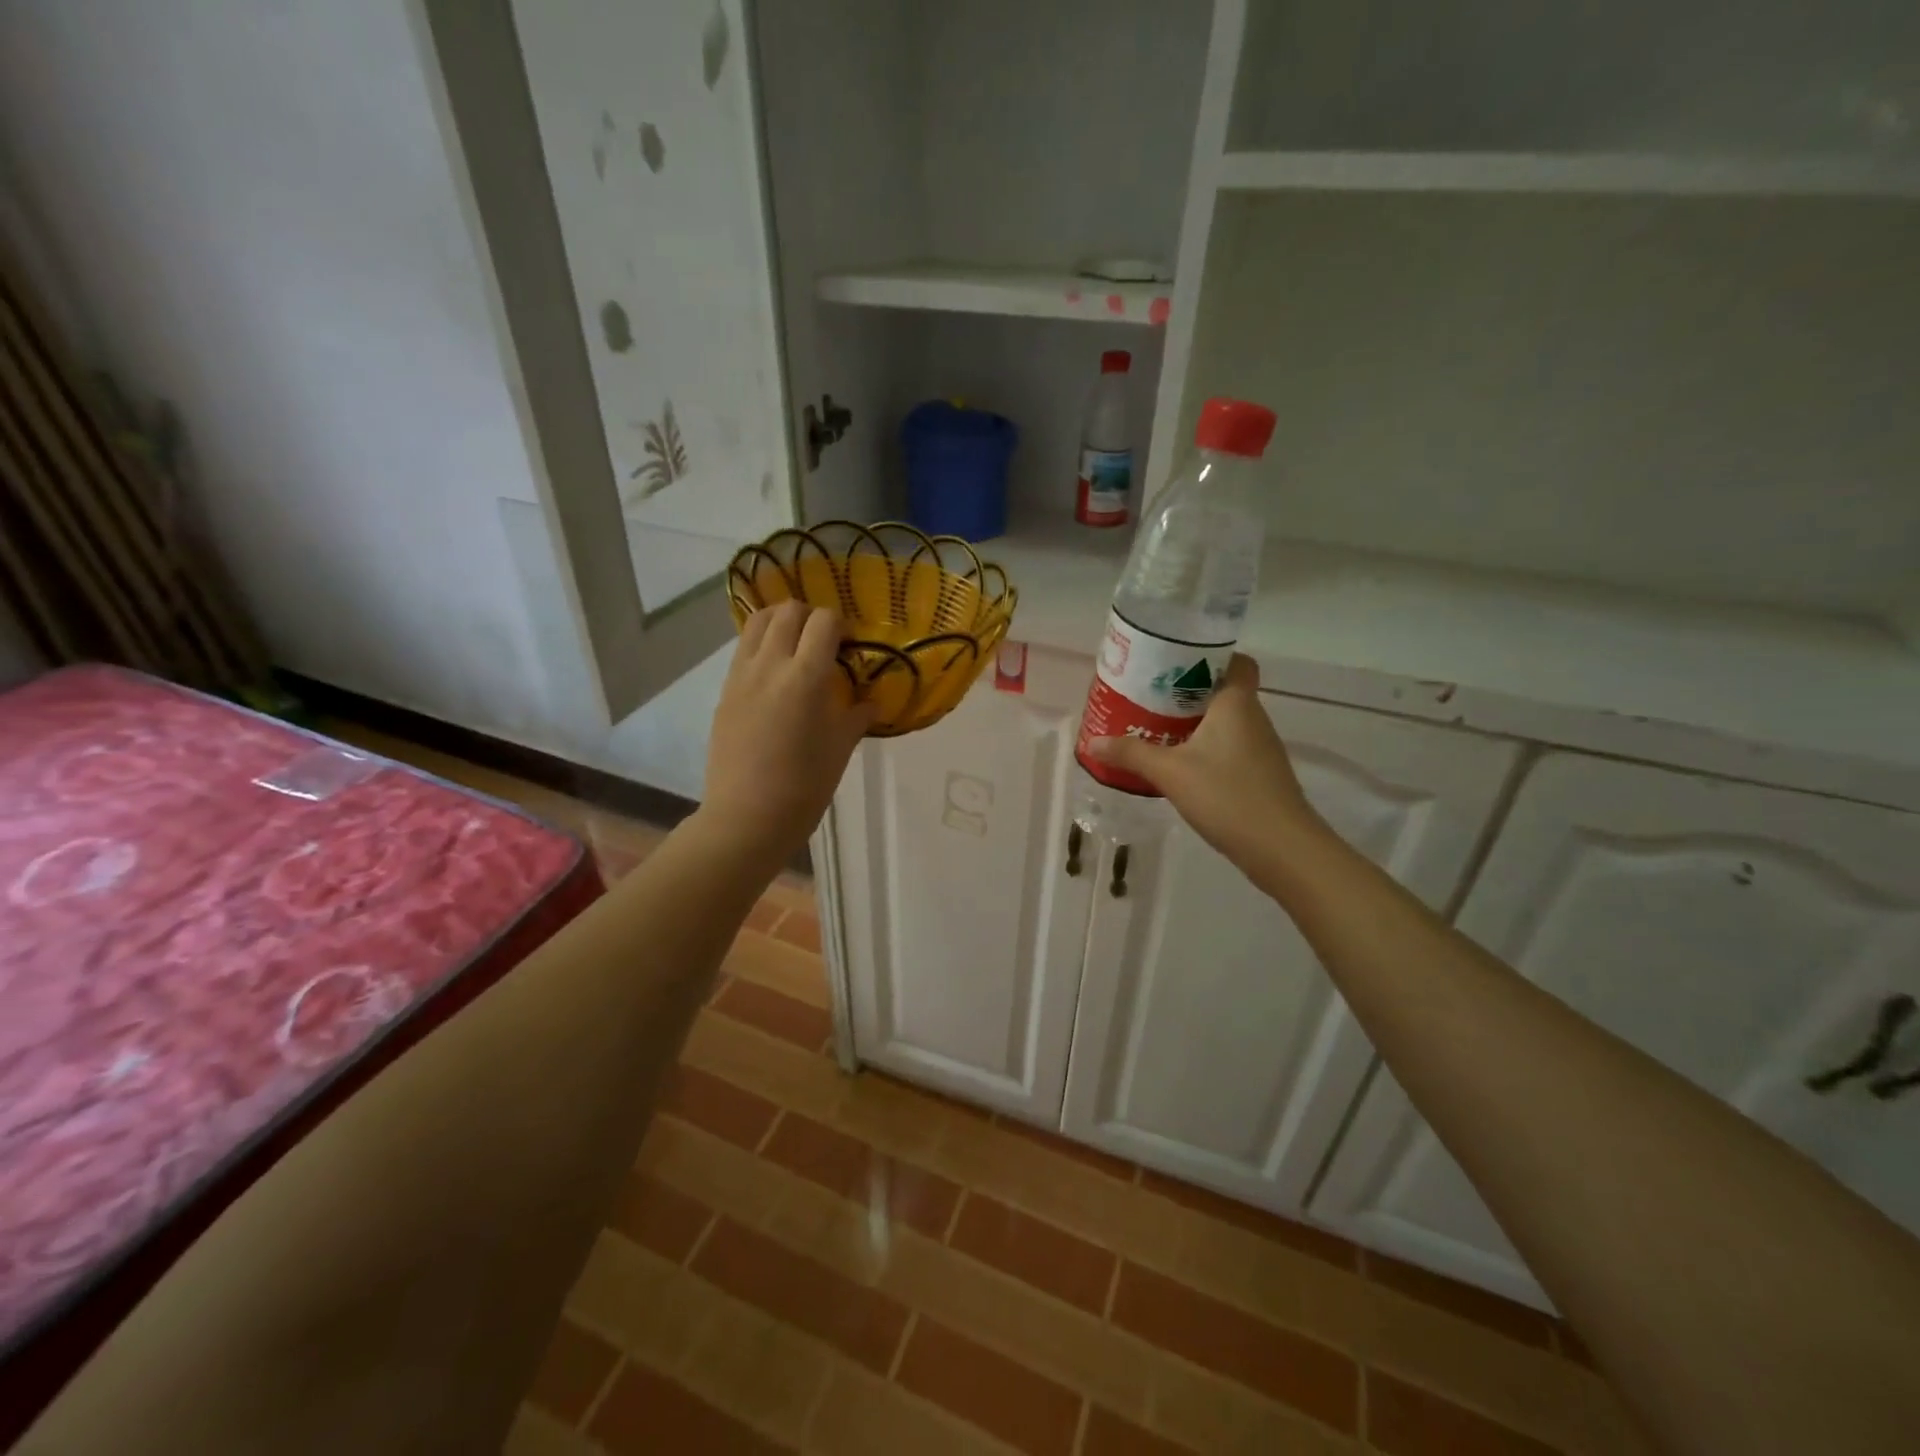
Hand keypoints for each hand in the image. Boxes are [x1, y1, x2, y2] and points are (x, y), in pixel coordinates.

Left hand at [699, 601, 873, 868]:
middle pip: (788, 610)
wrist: (747, 816)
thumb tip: (870, 700)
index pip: (824, 621)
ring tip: (795, 645)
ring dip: (781, 621)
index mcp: (806, 677)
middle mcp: (770, 664)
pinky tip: (774, 671)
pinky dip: (761, 644)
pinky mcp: (725, 690)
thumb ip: (857, 715)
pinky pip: (743, 649)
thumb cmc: (804, 786)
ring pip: (758, 621)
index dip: (840, 624)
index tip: (849, 644)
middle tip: (824, 641)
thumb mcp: (841, 748)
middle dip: (811, 616)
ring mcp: (742, 675)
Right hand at [1087, 655, 1326, 870]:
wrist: (1282, 848)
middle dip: (1188, 691)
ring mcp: (1260, 749)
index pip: (1236, 662)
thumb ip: (1131, 754)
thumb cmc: (1227, 795)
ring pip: (1225, 722)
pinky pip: (1228, 748)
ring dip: (1195, 722)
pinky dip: (1205, 748)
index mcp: (1236, 704)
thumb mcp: (1170, 772)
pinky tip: (1179, 764)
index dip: (1210, 656)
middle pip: (1223, 691)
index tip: (1176, 663)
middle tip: (1149, 695)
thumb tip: (1092, 742)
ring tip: (1155, 726)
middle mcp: (1253, 718)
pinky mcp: (1260, 775)